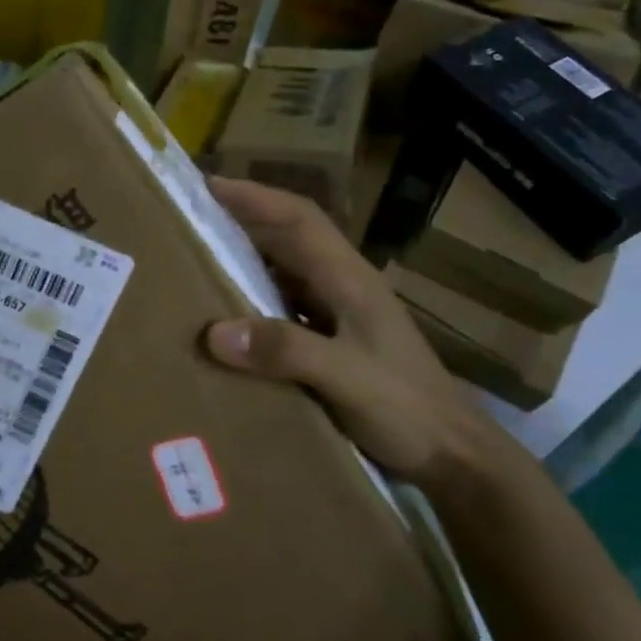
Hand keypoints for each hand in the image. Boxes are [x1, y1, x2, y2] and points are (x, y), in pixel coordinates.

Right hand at [202, 178, 508, 494]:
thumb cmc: (407, 409)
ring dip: (244, 255)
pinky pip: (282, 303)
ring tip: (196, 257)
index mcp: (349, 279)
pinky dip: (251, 296)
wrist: (452, 455)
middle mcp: (342, 286)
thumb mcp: (347, 378)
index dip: (254, 197)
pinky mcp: (332, 339)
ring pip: (284, 268)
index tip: (207, 185)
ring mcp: (339, 313)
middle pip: (288, 236)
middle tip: (188, 217)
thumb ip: (286, 350)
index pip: (298, 219)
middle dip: (241, 218)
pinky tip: (226, 312)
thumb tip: (214, 332)